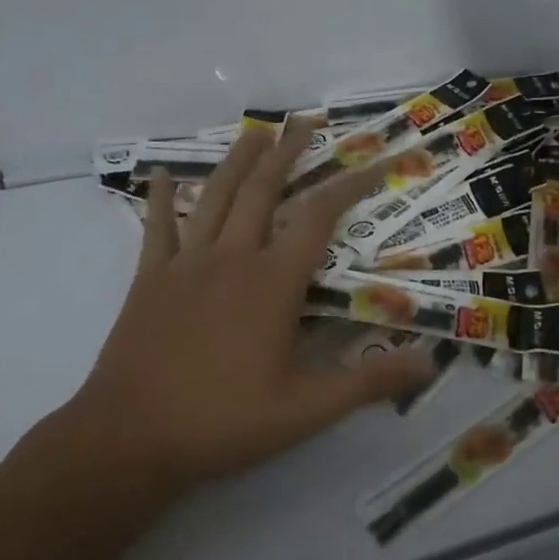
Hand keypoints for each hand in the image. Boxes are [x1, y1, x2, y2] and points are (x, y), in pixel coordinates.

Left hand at [59, 123, 431, 499]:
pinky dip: (162, 198)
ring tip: (255, 131)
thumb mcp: (307, 410)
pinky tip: (163, 174)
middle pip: (264, 190)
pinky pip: (157, 228)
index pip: (320, 216)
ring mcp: (187, 264)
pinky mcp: (150, 279)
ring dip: (237, 160)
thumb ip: (369, 382)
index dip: (351, 184)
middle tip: (303, 122)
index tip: (375, 161)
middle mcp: (233, 257)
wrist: (128, 438)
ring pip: (216, 197)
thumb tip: (430, 363)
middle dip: (287, 153)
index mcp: (273, 282)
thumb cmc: (223, 421)